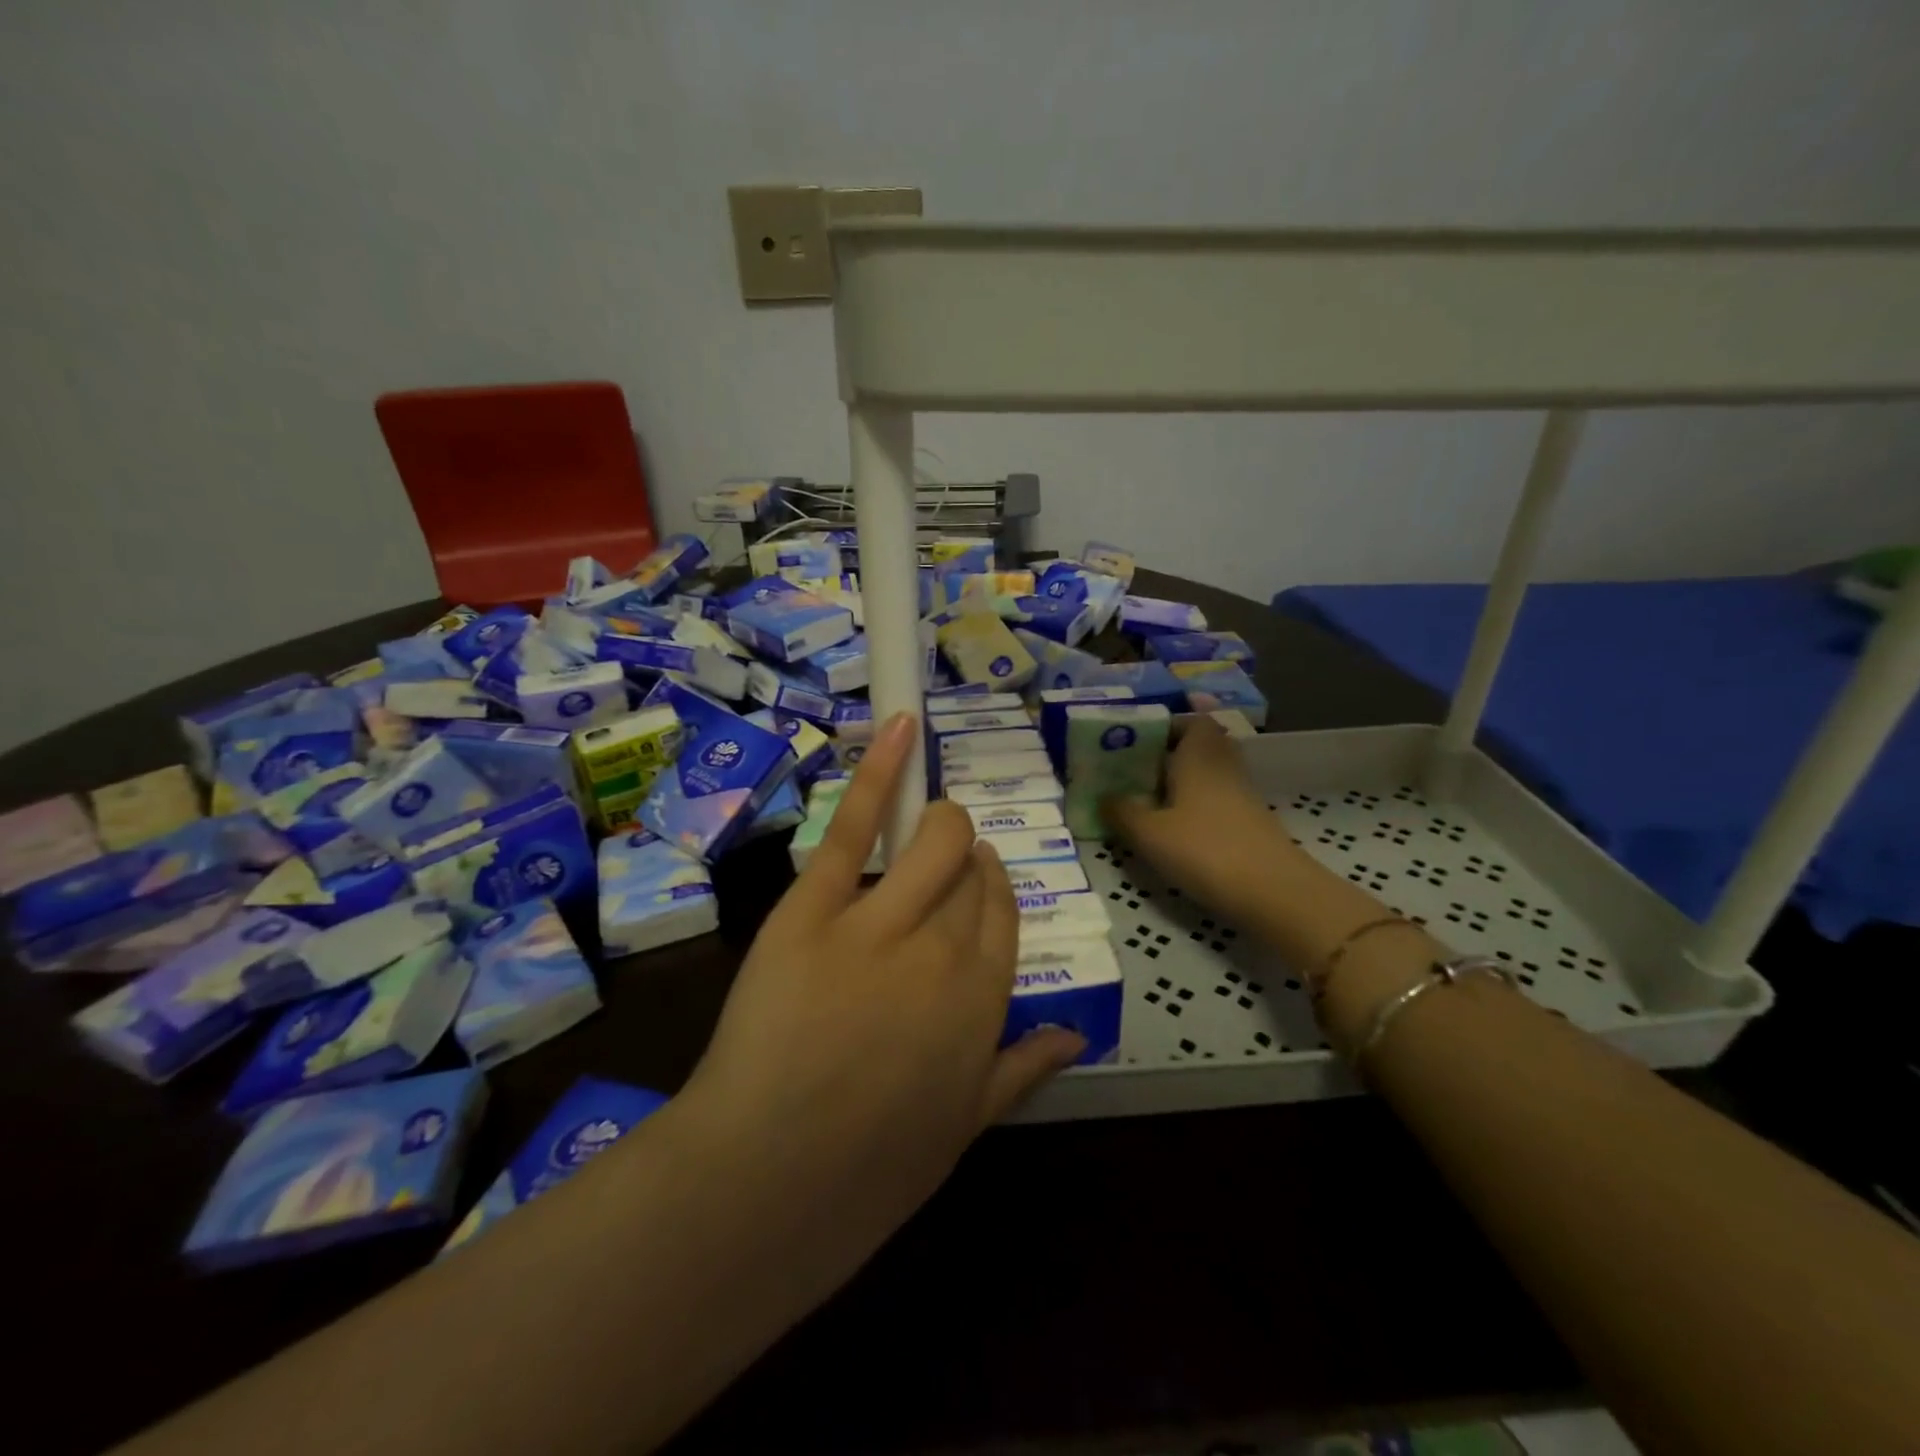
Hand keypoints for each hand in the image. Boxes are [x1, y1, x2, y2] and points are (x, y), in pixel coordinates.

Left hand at [686, 712, 1084, 1236]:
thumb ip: (1021, 1069)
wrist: (766, 1183)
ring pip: (930, 840)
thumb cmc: (868, 1169)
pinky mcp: (814, 907)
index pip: (1004, 911)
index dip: (991, 885)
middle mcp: (946, 946)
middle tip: (939, 859)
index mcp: (985, 998)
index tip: (978, 875)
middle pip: (969, 869)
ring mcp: (880, 921)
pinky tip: (899, 729)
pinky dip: (879, 772)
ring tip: (926, 819)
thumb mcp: (964, 1128)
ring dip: (936, 822)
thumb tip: (1071, 1031)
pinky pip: (855, 828)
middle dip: (961, 854)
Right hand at [1103, 716, 1299, 920]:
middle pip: (1200, 746)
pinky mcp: (1251, 823)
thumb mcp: (1149, 833)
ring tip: (1149, 803)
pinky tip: (1175, 830)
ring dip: (1183, 783)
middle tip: (1137, 772)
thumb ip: (1121, 811)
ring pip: (1209, 774)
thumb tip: (1104, 797)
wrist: (1274, 893)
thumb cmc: (1205, 850)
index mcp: (1199, 755)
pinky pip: (1217, 800)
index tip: (1136, 743)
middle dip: (1170, 755)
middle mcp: (1223, 766)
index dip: (1165, 726)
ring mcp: (1242, 795)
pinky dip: (1197, 807)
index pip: (1190, 721)